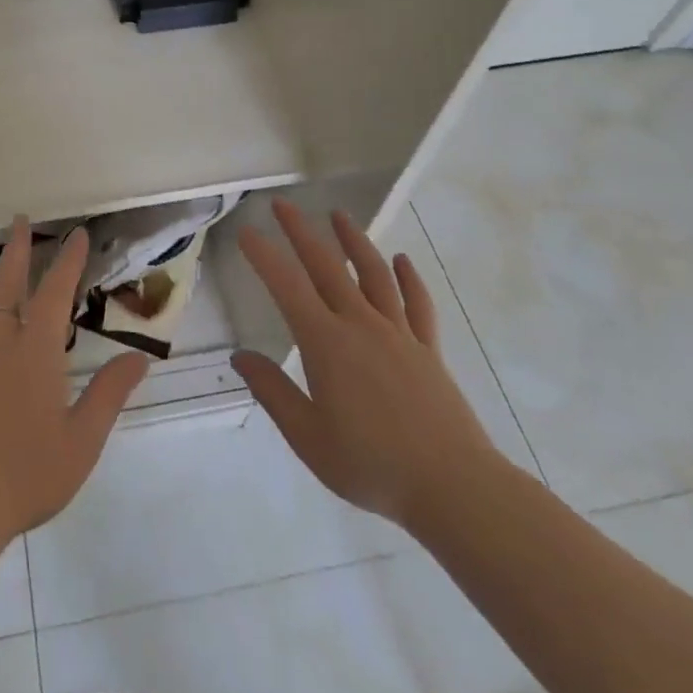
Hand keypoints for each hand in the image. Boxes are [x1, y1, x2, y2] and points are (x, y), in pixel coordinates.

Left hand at [0, 216, 148, 549]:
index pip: (55, 294)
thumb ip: (109, 394)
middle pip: (6, 286)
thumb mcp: (82, 441)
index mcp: (35, 354)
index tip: (77, 234)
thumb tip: (140, 358)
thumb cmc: (26, 478)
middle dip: (16, 250)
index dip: (68, 261)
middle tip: (19, 220)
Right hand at [232, 199, 504, 533]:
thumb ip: (273, 392)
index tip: (246, 232)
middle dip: (302, 232)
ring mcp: (398, 333)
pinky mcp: (428, 349)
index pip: (287, 287)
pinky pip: (417, 303)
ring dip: (354, 240)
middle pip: (327, 266)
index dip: (264, 257)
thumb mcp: (308, 437)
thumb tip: (240, 357)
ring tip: (339, 214)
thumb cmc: (371, 465)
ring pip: (373, 274)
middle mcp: (360, 325)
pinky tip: (401, 260)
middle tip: (283, 204)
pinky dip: (408, 278)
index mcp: (326, 343)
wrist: (452, 487)